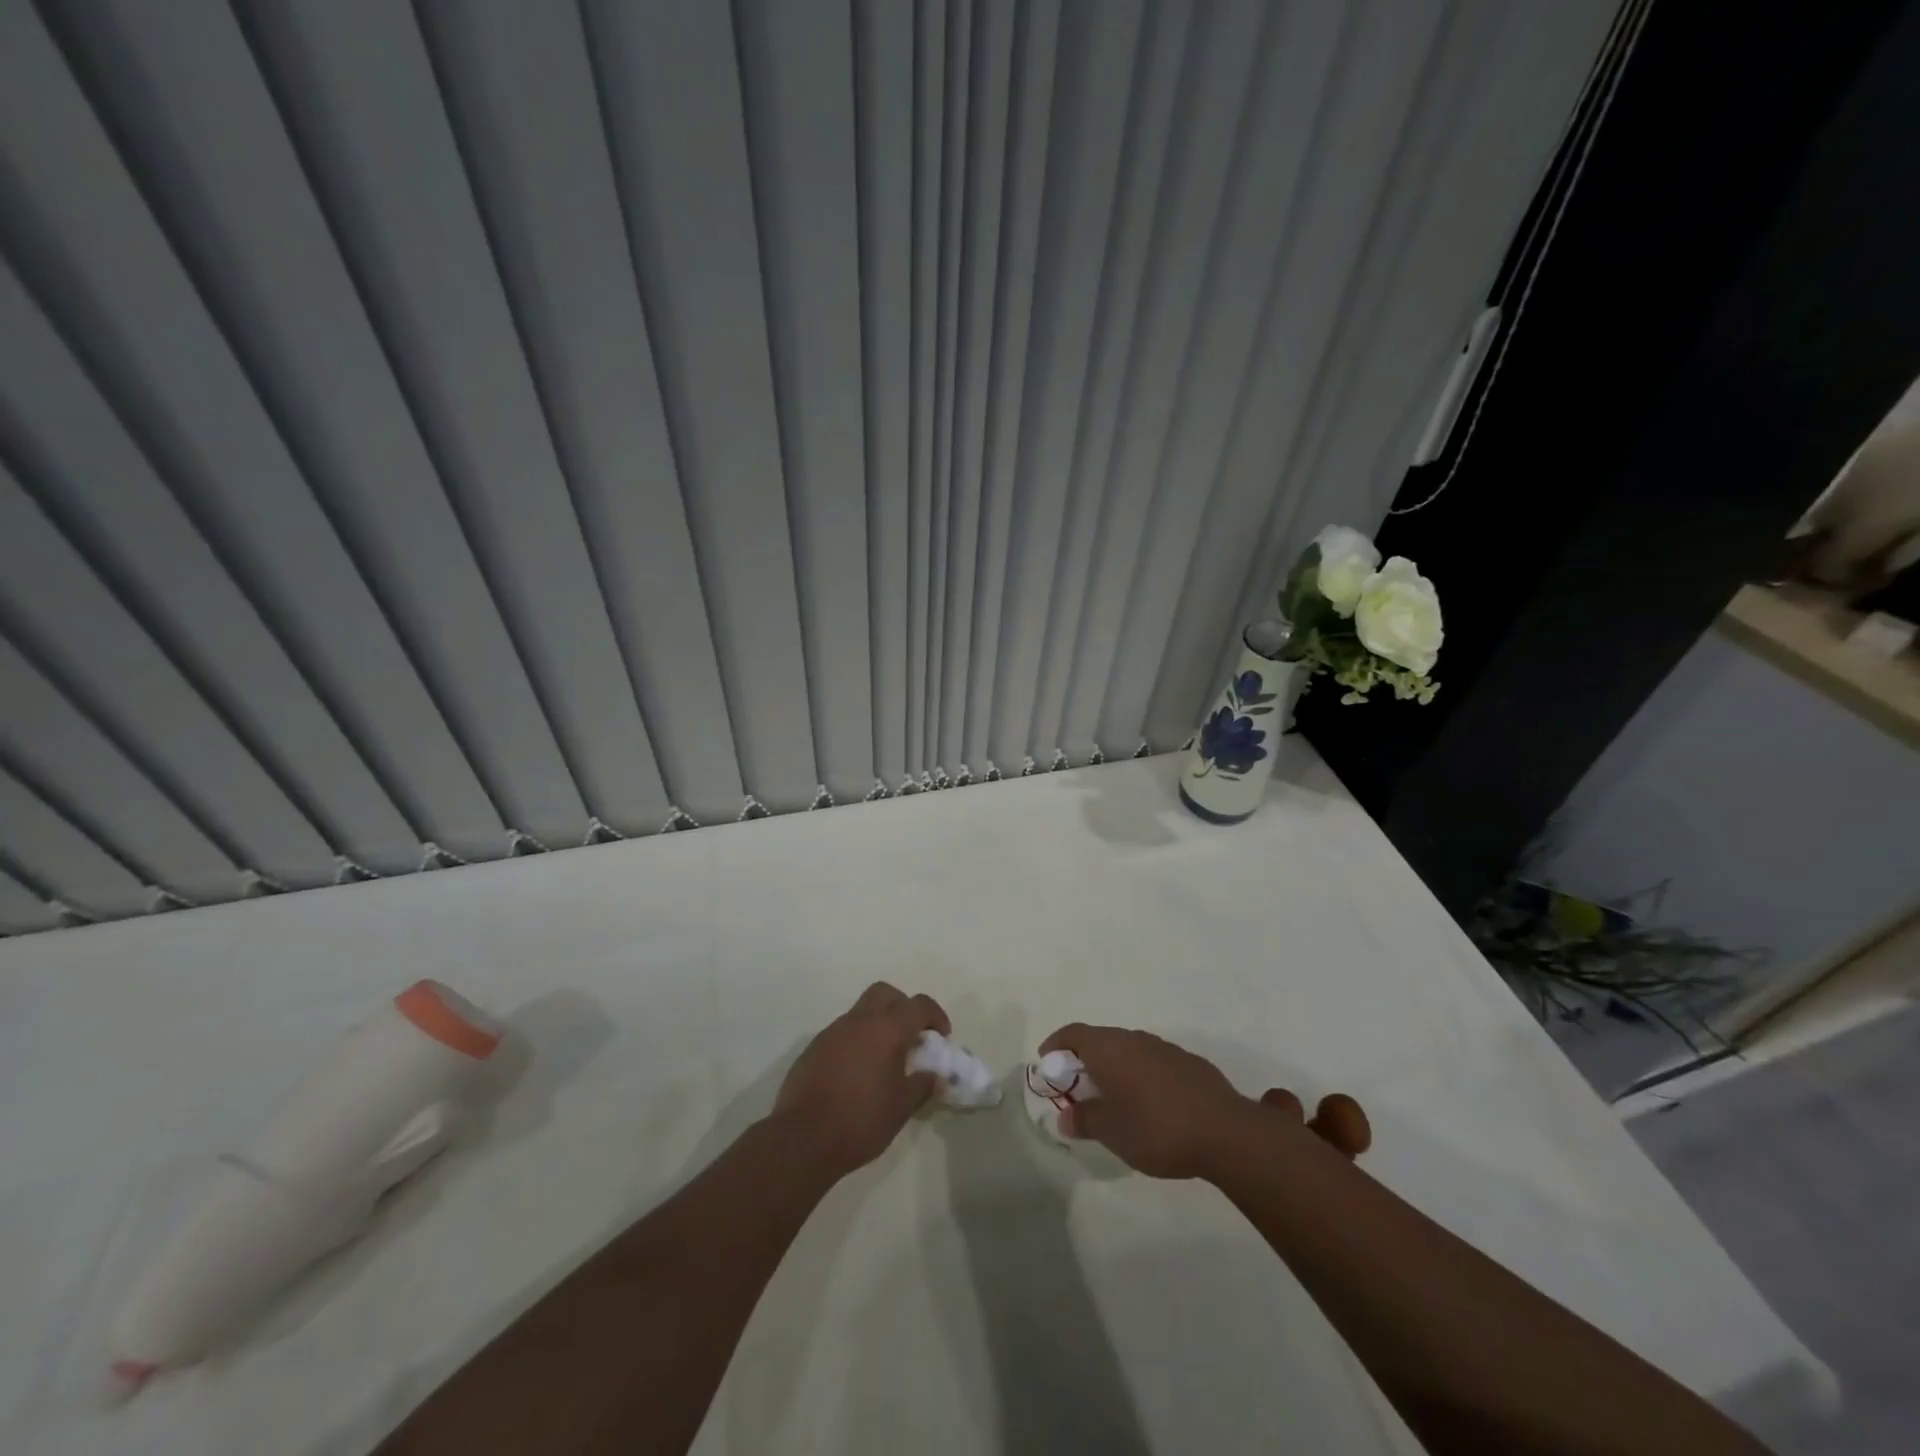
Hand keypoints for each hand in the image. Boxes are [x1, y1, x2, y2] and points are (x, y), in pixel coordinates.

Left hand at [772, 982, 950, 1179]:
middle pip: (885, 994)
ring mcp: (832, 1032)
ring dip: (877, 1025)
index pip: (918, 1005)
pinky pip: (842, 1033)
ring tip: (884, 1060)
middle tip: (911, 1036)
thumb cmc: (861, 1120)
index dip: (935, 1015)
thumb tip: (935, 1075)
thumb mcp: (902, 1107)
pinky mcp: (813, 1049)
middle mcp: (859, 1021)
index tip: (941, 1036)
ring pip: (861, 1012)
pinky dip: (856, 1042)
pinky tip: (857, 1073)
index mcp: (886, 1029)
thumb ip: (922, 1084)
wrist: (802, 1139)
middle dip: (902, 1007)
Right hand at [1038, 1024, 1258, 1178]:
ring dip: (1115, 1068)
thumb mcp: (1112, 1132)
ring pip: (1129, 1050)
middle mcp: (1135, 1039)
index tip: (1048, 1063)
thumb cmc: (1157, 1129)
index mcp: (1110, 1049)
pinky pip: (1153, 1061)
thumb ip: (1085, 1121)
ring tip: (1114, 1099)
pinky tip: (1151, 1105)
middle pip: (1101, 1040)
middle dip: (1085, 1060)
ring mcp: (1164, 1048)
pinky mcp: (1189, 1063)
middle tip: (1079, 1089)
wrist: (1226, 1132)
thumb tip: (1066, 1117)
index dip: (1056, 1044)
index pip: (1073, 1033)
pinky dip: (1141, 1075)